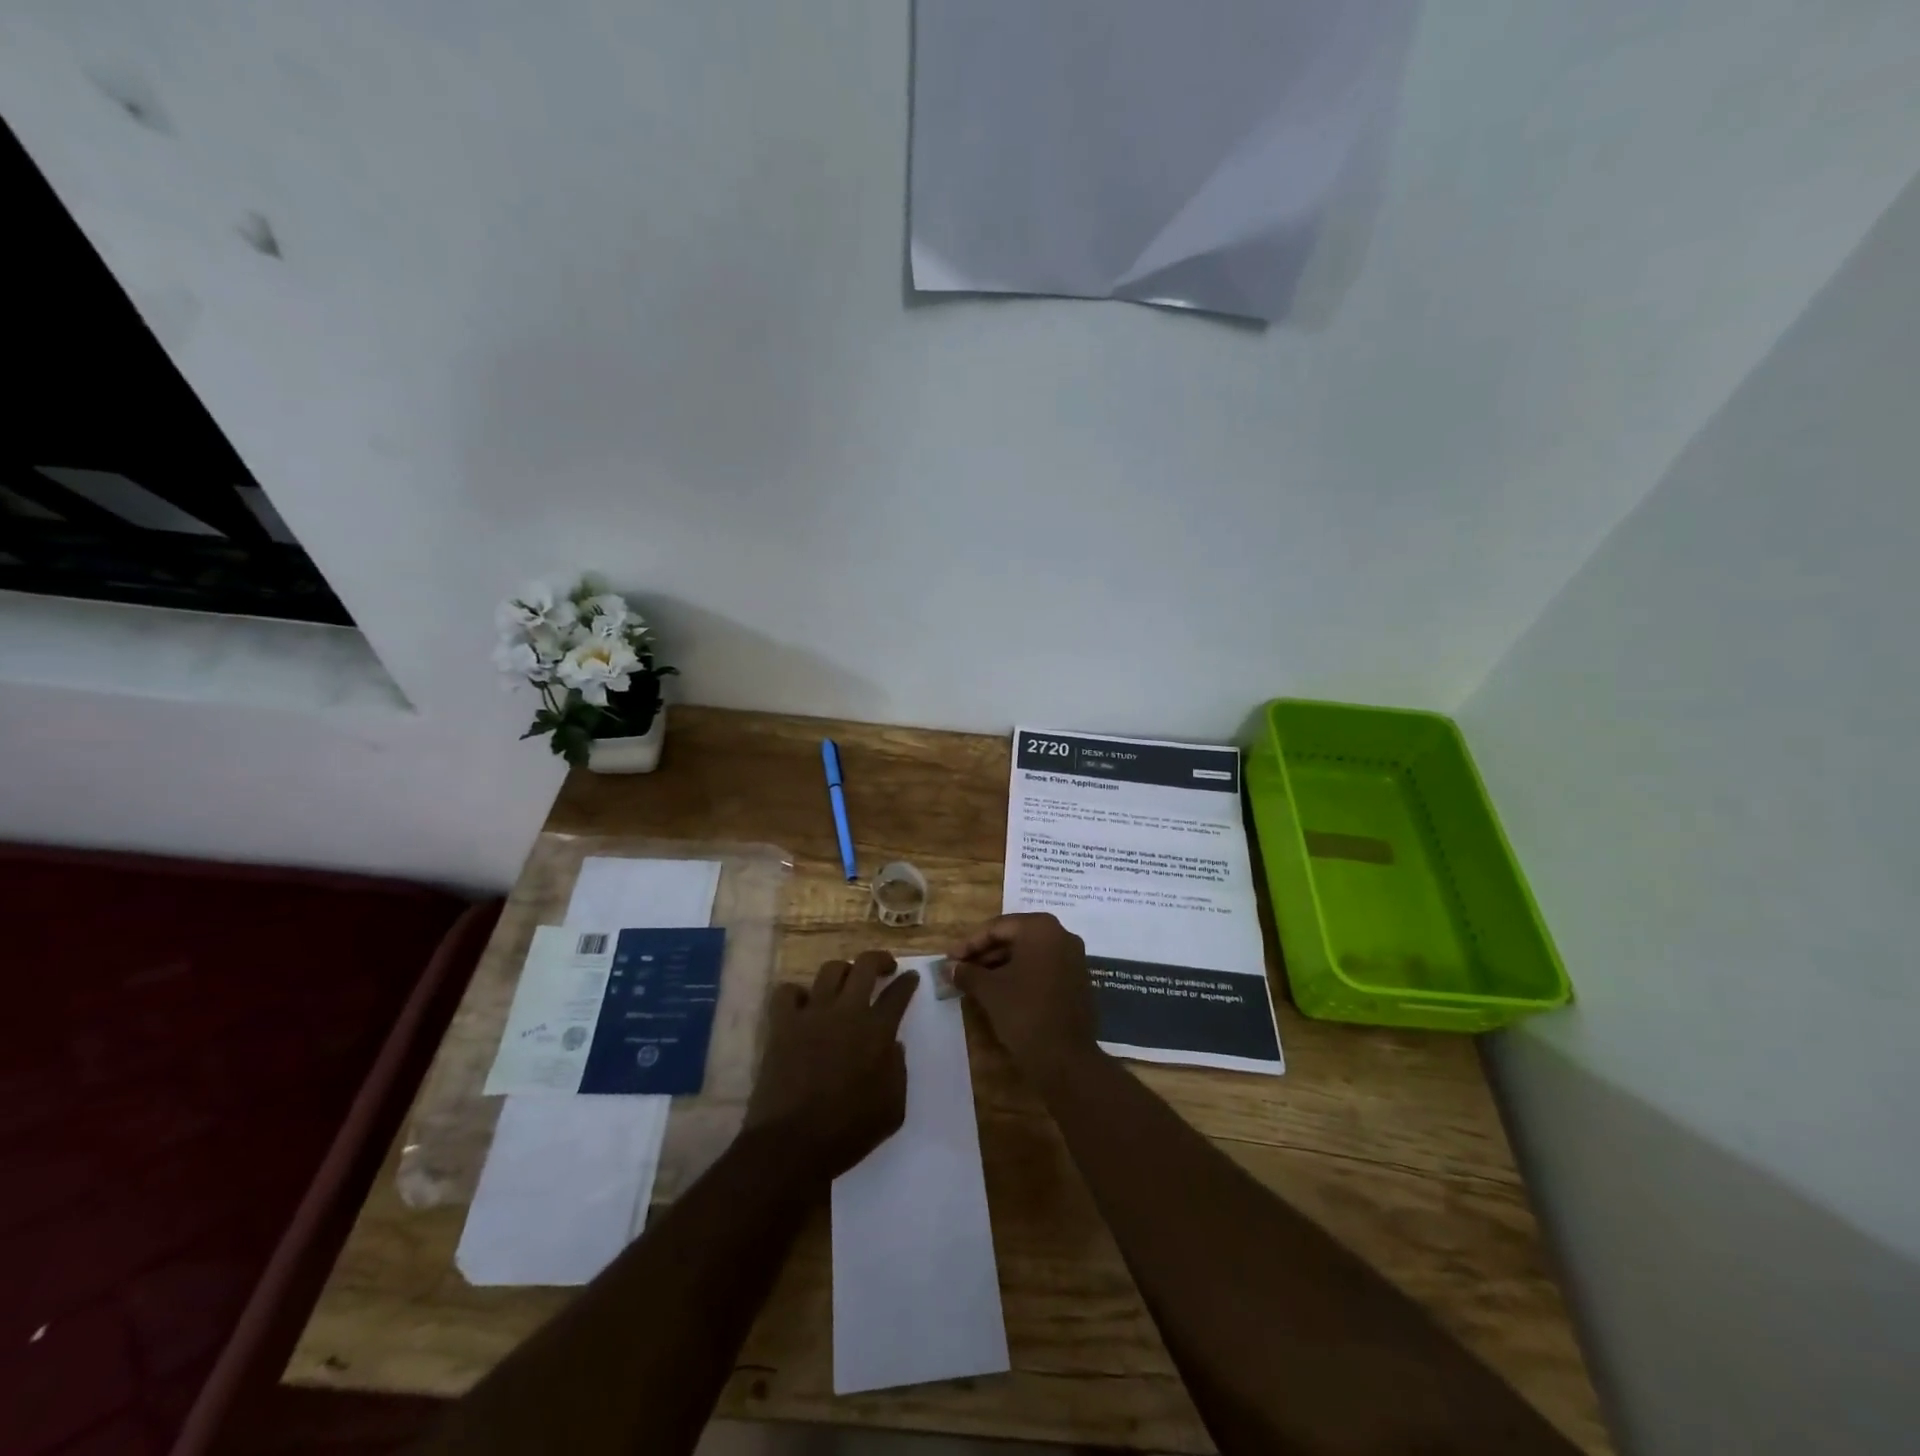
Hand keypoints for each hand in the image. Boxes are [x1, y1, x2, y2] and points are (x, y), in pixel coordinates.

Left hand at [745, 951, 918, 1180]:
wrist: (792, 1144)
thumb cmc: (848, 1132)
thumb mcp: (892, 1110)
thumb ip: (898, 1072)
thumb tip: (894, 1046)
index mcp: (878, 1032)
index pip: (898, 994)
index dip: (908, 982)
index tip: (911, 977)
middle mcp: (847, 1012)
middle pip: (865, 965)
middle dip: (879, 959)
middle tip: (884, 966)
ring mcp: (812, 1014)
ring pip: (830, 970)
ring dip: (842, 971)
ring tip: (845, 982)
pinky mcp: (782, 1024)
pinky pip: (787, 992)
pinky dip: (796, 993)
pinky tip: (803, 1004)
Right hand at [949, 913, 1098, 1082]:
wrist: (1066, 1059)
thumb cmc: (1024, 1013)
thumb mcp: (989, 990)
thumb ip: (967, 973)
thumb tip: (950, 967)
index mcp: (1041, 928)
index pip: (997, 928)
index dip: (970, 944)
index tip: (950, 959)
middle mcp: (1061, 935)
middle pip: (1014, 938)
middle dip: (985, 954)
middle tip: (960, 969)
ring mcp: (1073, 958)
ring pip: (1028, 954)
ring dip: (1000, 965)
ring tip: (975, 982)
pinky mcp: (1077, 980)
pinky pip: (1042, 968)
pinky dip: (1020, 975)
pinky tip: (1000, 991)